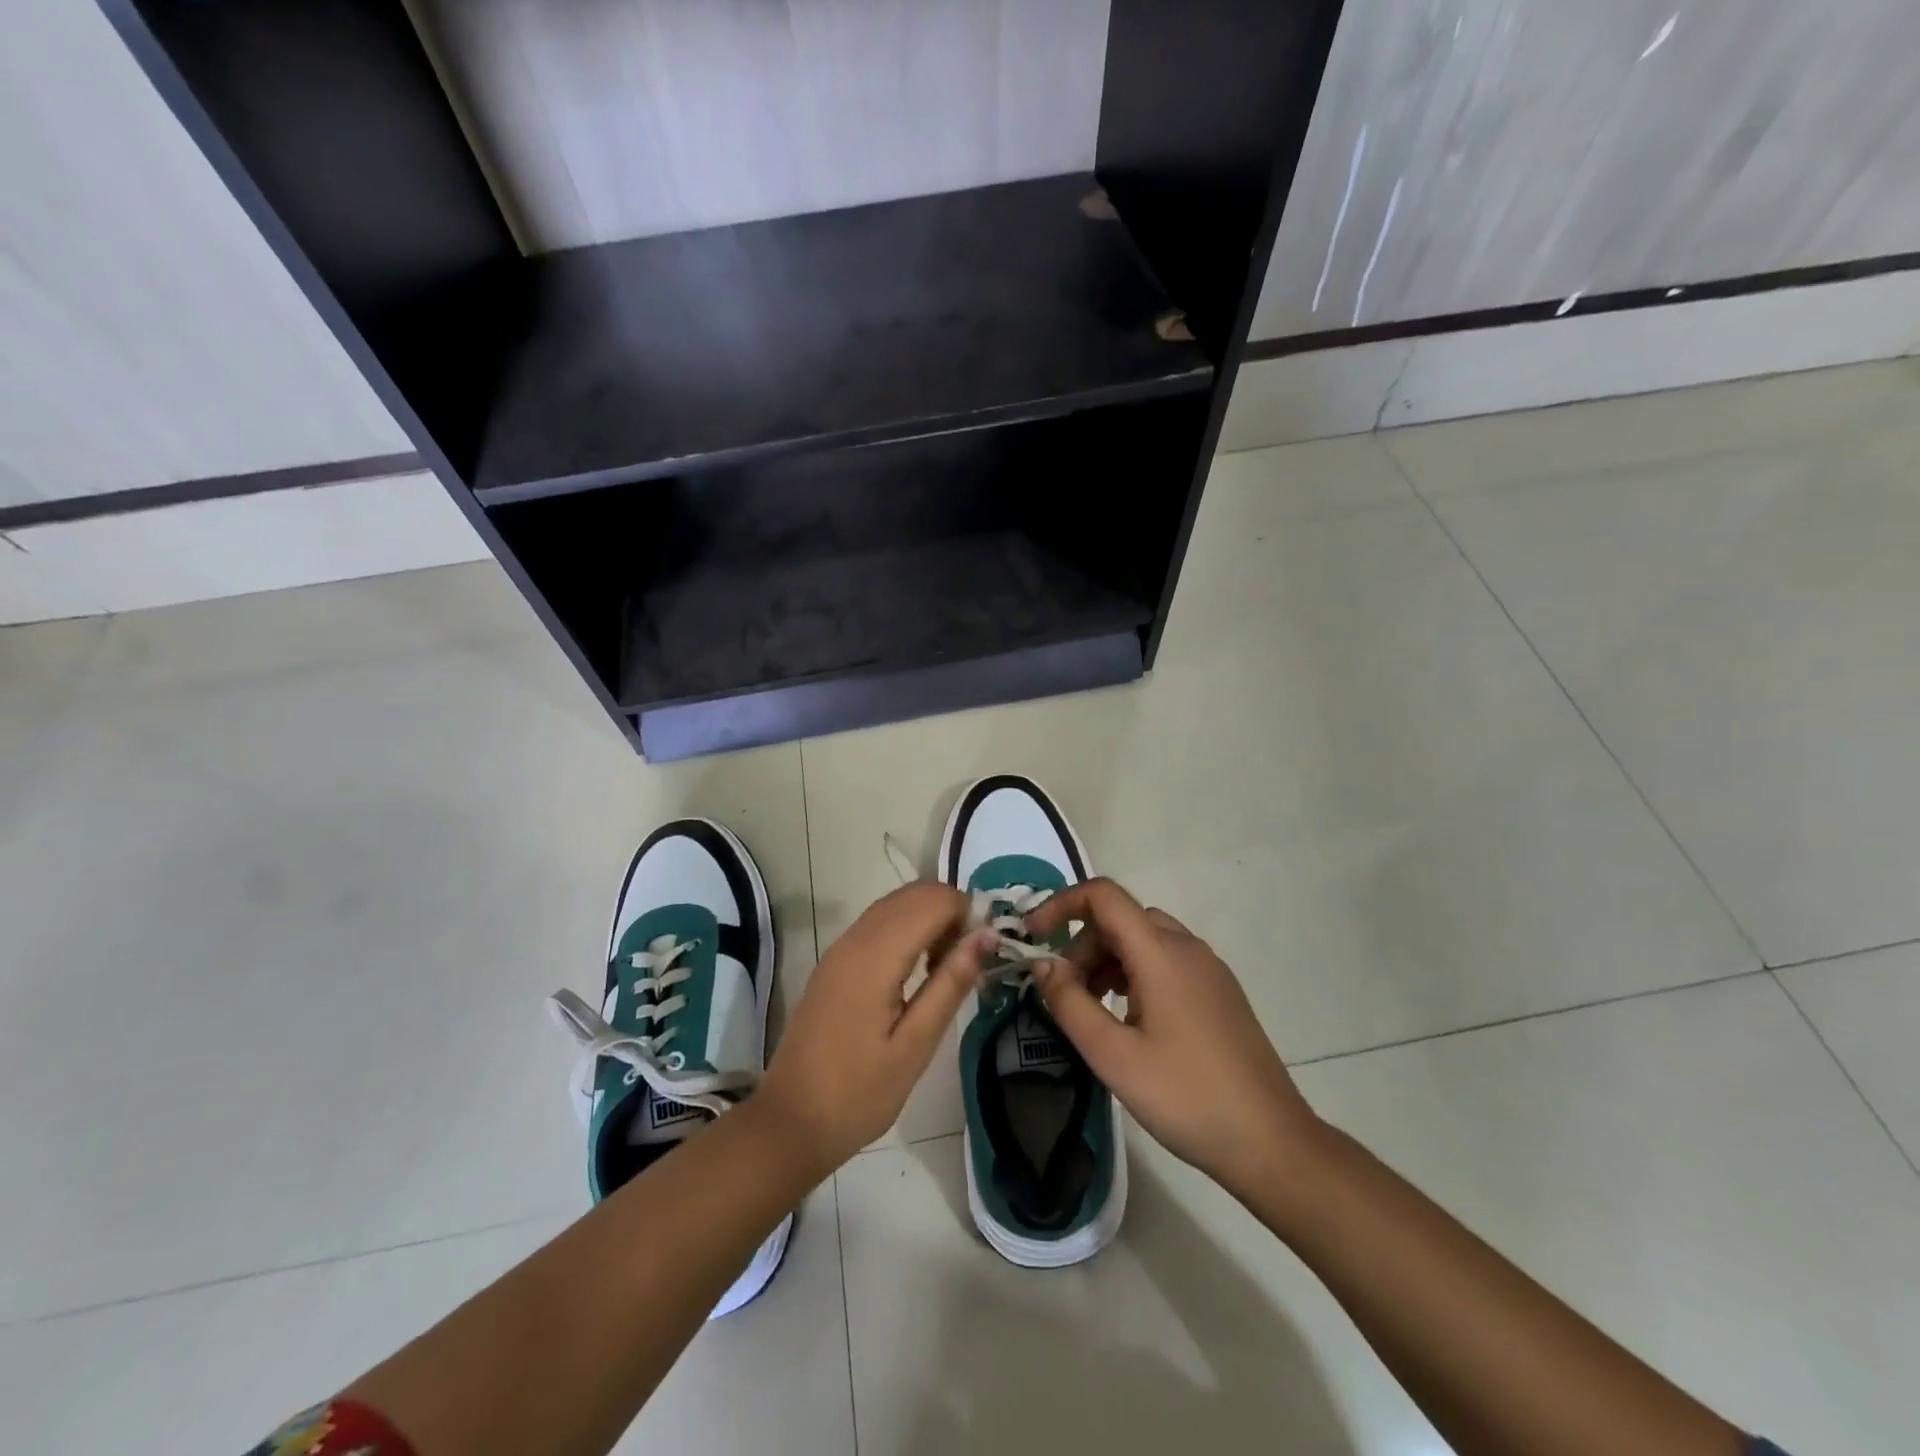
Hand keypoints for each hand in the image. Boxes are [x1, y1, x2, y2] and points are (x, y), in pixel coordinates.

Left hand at [758, 882, 996, 1176]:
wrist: (791, 1121)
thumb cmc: (859, 1093)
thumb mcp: (916, 1045)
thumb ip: (951, 983)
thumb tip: (988, 935)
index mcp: (875, 957)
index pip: (932, 900)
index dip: (967, 912)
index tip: (985, 951)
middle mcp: (854, 939)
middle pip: (913, 893)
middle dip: (950, 911)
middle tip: (969, 959)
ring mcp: (840, 948)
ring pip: (895, 904)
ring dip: (929, 918)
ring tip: (946, 967)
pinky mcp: (834, 961)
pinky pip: (878, 923)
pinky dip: (907, 929)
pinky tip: (916, 971)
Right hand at [1025, 879, 1321, 1201]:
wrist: (1271, 1142)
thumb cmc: (1186, 1096)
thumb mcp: (1113, 1055)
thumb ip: (1070, 1003)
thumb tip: (1043, 964)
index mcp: (1161, 953)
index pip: (1104, 896)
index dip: (1061, 904)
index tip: (1035, 937)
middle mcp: (1187, 947)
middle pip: (1122, 918)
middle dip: (1083, 944)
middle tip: (1064, 993)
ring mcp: (1209, 969)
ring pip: (1144, 939)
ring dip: (1107, 960)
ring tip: (1093, 1010)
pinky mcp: (1219, 991)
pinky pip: (1166, 960)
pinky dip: (1134, 973)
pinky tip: (1130, 1020)